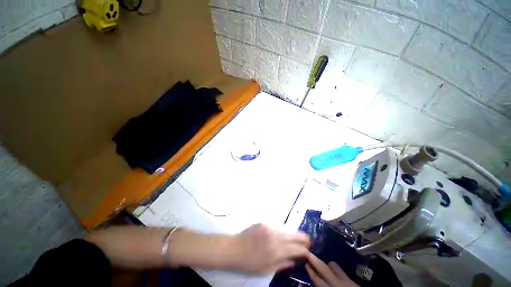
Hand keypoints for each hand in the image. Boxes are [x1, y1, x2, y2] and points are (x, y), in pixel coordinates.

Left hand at [228, 224, 310, 273]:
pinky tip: (277, 237)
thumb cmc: (250, 263)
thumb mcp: (267, 269)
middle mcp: (275, 236)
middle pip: (293, 235)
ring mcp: (269, 227)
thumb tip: (294, 261)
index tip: (309, 250)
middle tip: (309, 240)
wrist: (234, 248)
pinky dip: (279, 233)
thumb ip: (282, 264)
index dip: (304, 250)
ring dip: (291, 235)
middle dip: (303, 238)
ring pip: (285, 231)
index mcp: (276, 250)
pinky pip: (275, 228)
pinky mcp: (263, 223)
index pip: (296, 249)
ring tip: (295, 239)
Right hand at [305, 253, 357, 286]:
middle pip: (324, 269)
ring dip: (326, 264)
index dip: (310, 271)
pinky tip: (333, 270)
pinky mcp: (352, 280)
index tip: (305, 263)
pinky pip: (341, 270)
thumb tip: (313, 284)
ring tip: (322, 264)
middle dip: (315, 261)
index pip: (317, 280)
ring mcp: (346, 280)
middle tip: (307, 253)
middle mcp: (337, 283)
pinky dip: (334, 267)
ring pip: (333, 266)